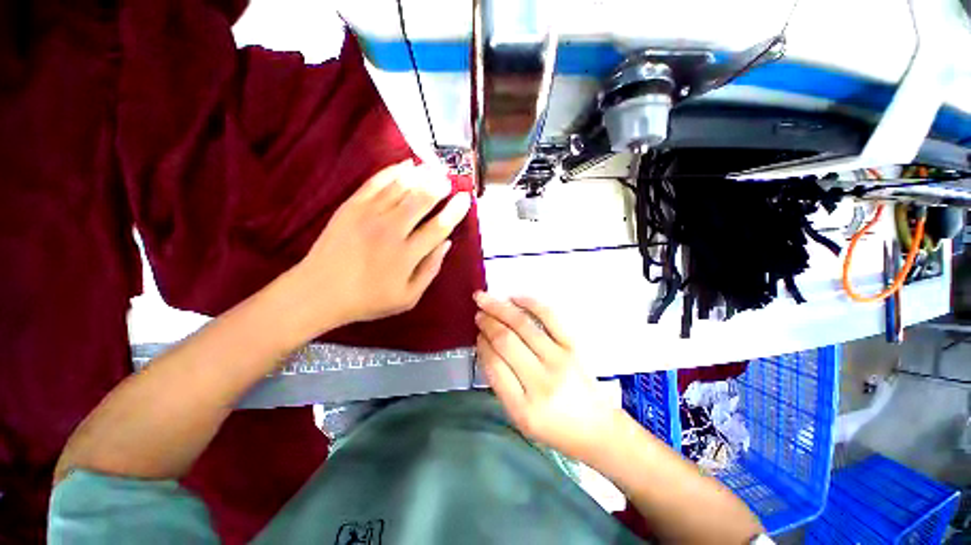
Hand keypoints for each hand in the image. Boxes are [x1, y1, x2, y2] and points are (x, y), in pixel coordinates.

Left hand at [286, 160, 470, 340]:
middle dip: (439, 186)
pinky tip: (405, 165)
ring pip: (400, 187)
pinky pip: (375, 182)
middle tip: (449, 179)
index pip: (439, 226)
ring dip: (421, 175)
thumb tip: (446, 243)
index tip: (465, 198)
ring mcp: (368, 215)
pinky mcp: (350, 207)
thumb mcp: (408, 297)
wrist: (318, 292)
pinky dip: (393, 171)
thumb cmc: (368, 299)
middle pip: (421, 200)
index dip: (455, 210)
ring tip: (433, 168)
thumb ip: (430, 270)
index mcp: (407, 255)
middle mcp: (390, 231)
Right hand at [474, 292, 620, 460]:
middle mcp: (541, 381)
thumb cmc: (554, 428)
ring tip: (485, 299)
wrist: (596, 428)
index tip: (477, 334)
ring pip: (523, 325)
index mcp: (523, 407)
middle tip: (478, 312)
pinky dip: (530, 303)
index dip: (482, 344)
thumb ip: (500, 383)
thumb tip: (486, 345)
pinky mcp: (573, 346)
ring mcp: (560, 360)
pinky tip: (515, 298)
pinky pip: (550, 317)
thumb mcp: (519, 417)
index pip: (494, 365)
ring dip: (500, 309)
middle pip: (506, 341)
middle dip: (487, 322)